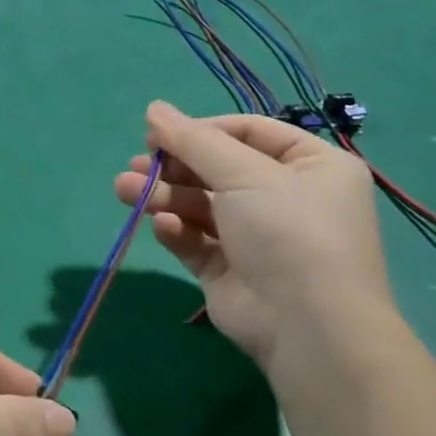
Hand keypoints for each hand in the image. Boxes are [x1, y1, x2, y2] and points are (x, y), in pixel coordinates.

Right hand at [113, 101, 404, 381]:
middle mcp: (286, 198)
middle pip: (217, 169)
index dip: (202, 130)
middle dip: (173, 167)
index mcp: (311, 166)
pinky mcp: (230, 270)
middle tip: (137, 164)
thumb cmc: (288, 231)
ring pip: (199, 205)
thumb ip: (193, 140)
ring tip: (124, 190)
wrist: (307, 327)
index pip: (248, 132)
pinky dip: (177, 231)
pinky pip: (197, 241)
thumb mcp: (243, 173)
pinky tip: (164, 228)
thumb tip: (154, 108)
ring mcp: (257, 237)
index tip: (160, 134)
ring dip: (163, 195)